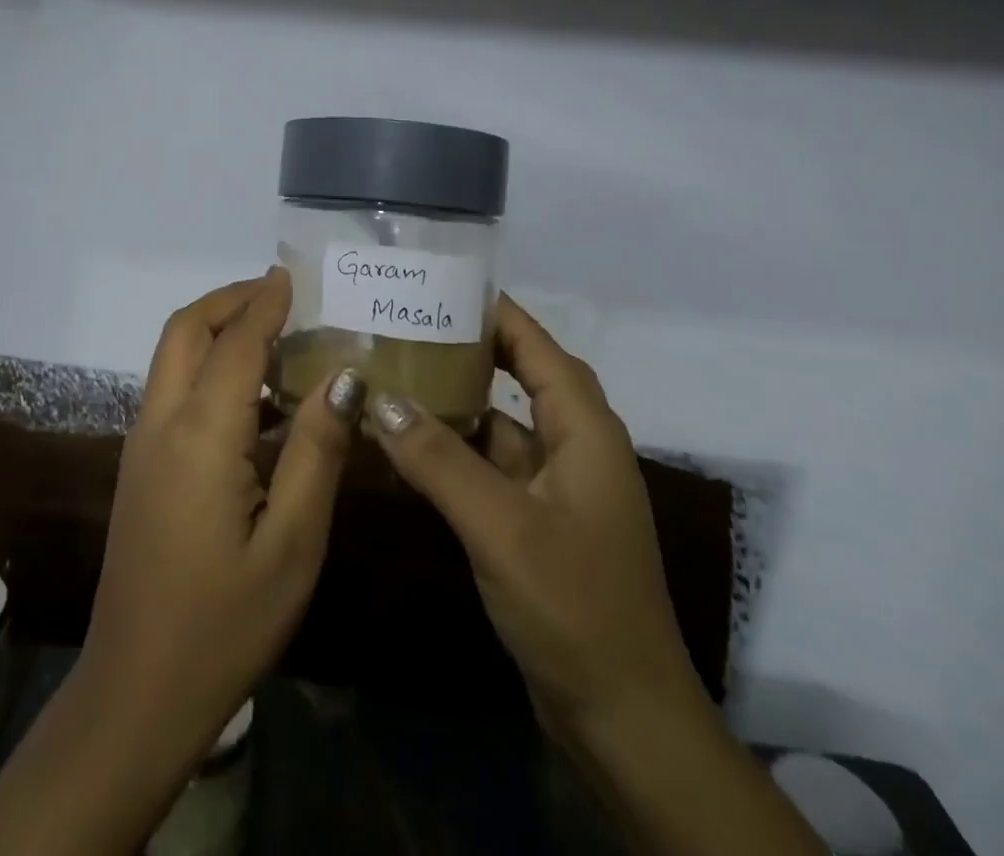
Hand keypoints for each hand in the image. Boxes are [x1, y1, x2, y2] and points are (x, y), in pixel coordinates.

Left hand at [0, 269, 366, 855]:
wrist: (136, 694)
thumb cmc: (226, 623)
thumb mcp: (292, 544)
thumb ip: (317, 451)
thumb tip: (344, 376)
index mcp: (199, 437)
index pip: (236, 343)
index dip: (266, 303)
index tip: (294, 275)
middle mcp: (160, 424)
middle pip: (185, 330)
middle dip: (229, 300)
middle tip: (280, 294)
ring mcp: (141, 445)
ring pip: (172, 356)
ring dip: (216, 328)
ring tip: (273, 331)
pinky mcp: (139, 466)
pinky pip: (172, 388)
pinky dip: (207, 364)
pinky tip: (251, 394)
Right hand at [366, 293, 699, 739]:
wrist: (623, 719)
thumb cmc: (574, 605)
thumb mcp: (501, 526)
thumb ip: (439, 459)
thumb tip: (380, 399)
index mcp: (584, 429)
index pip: (536, 345)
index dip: (494, 311)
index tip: (440, 285)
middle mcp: (576, 446)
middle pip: (520, 376)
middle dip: (468, 349)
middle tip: (407, 326)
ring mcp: (558, 487)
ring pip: (502, 423)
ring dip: (458, 402)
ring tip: (398, 373)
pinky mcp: (538, 522)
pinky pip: (493, 466)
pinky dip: (457, 451)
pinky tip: (410, 445)